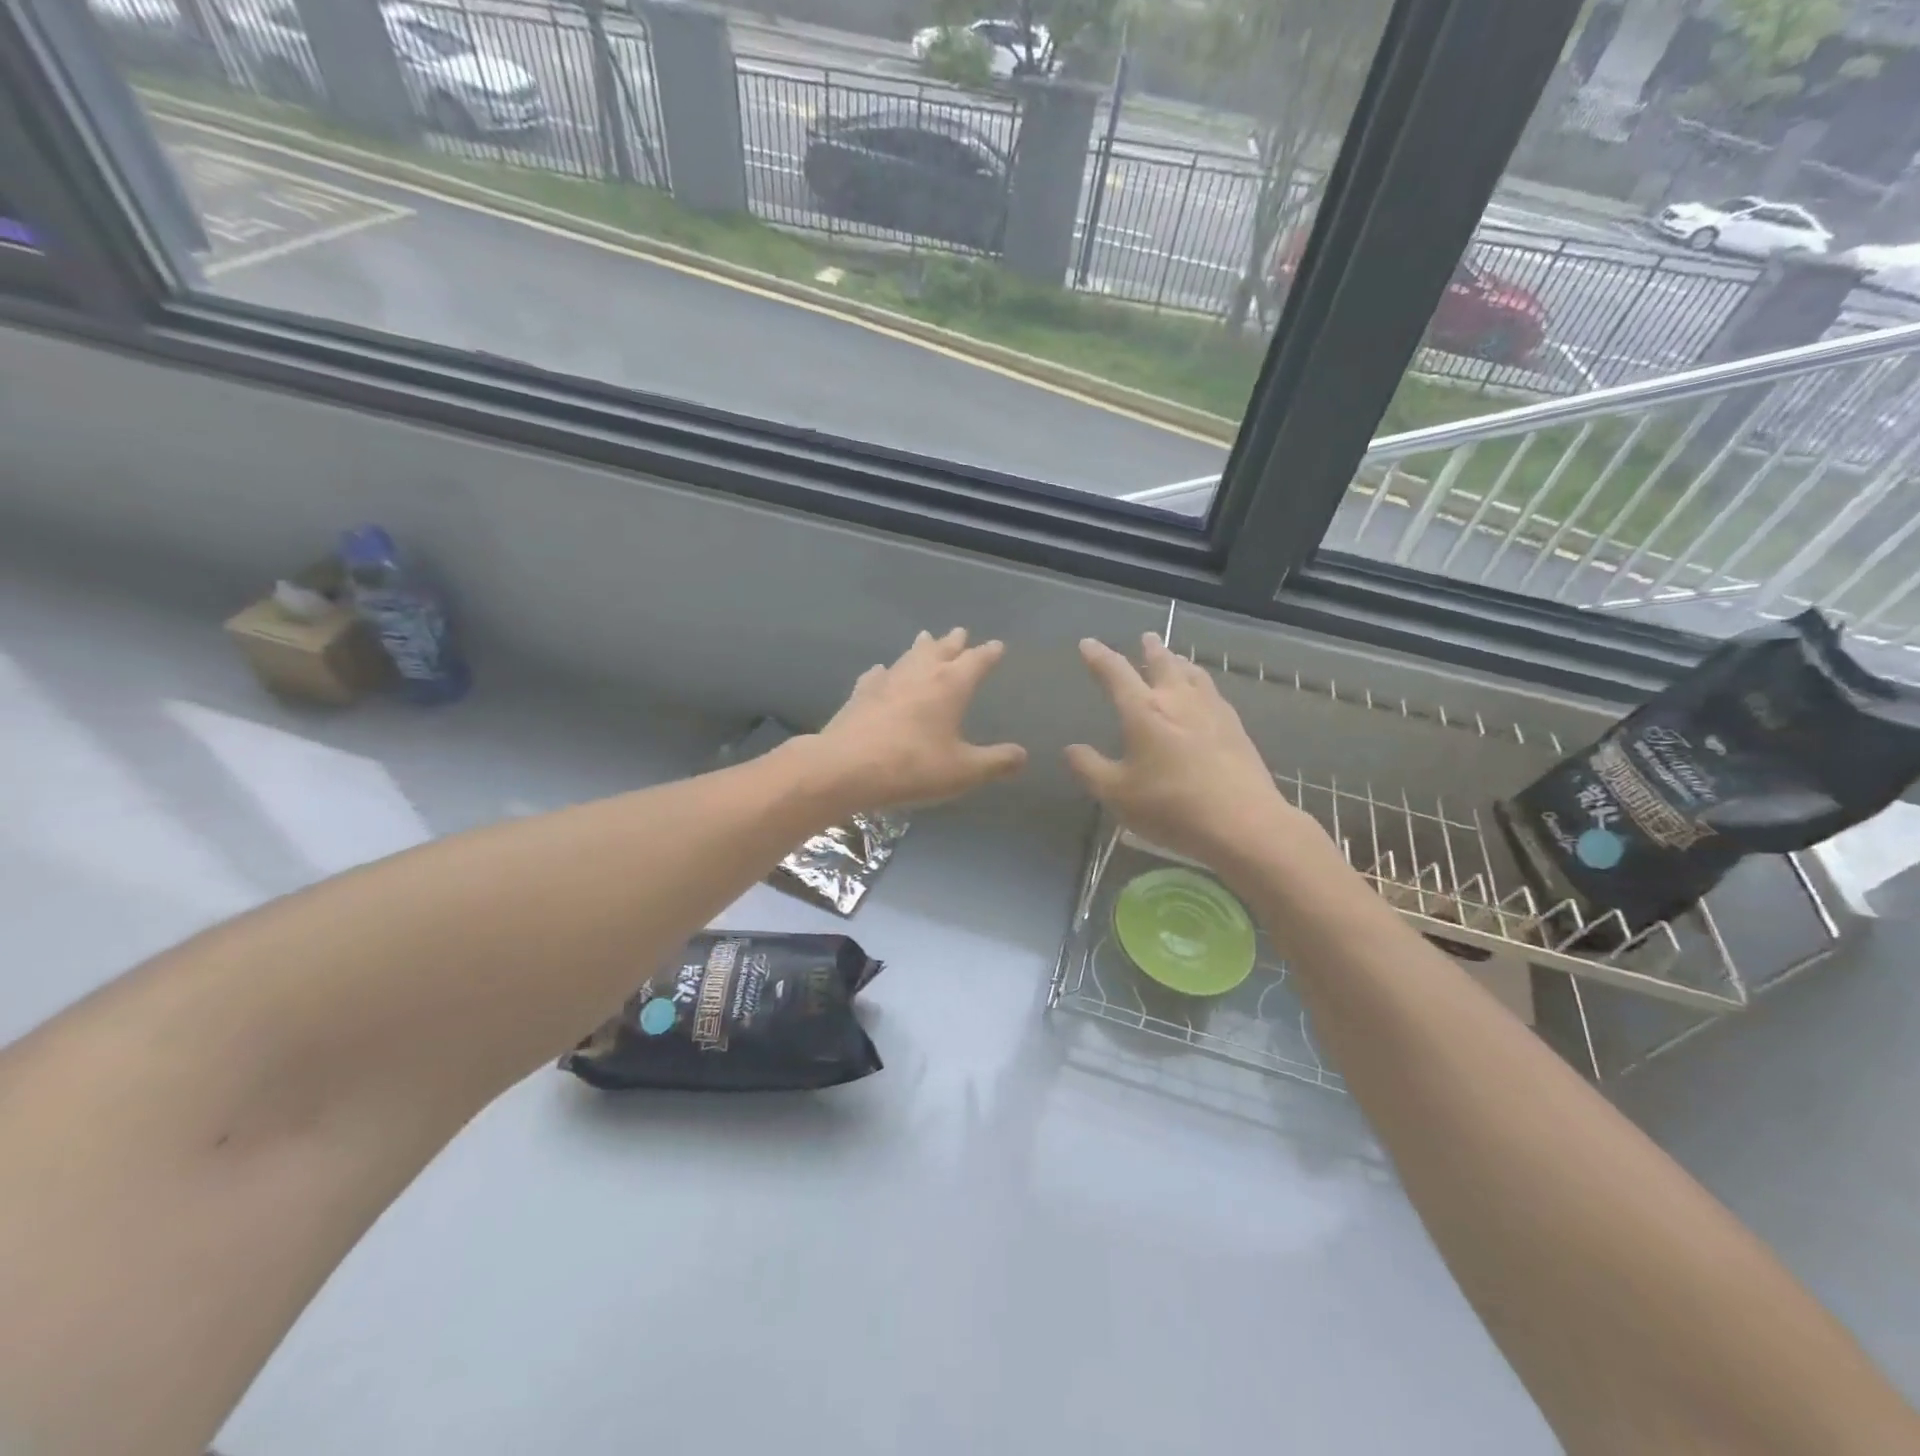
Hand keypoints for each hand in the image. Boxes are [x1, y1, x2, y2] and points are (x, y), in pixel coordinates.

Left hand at [808, 628, 1026, 811]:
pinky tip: (881, 671)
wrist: (846, 768)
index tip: (997, 645)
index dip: (989, 653)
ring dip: (921, 647)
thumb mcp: (963, 771)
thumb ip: (995, 762)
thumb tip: (1022, 756)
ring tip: (926, 638)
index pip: (976, 661)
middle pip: (941, 650)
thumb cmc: (913, 766)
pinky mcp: (860, 694)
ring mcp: (887, 681)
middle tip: (960, 631)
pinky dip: (885, 671)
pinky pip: (877, 675)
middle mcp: (920, 674)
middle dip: (954, 642)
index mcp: (951, 685)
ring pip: (909, 656)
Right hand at [1067, 633, 1311, 867]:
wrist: (1242, 822)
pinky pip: (1214, 693)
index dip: (1099, 657)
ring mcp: (1212, 711)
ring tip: (1176, 659)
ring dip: (1180, 662)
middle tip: (1146, 637)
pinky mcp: (1236, 728)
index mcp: (1144, 711)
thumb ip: (1090, 768)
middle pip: (1163, 664)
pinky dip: (1202, 684)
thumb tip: (1072, 749)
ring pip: (1194, 674)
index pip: (1115, 673)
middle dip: (1151, 649)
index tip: (1088, 644)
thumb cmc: (1170, 806)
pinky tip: (1206, 696)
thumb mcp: (1116, 794)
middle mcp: (1178, 700)